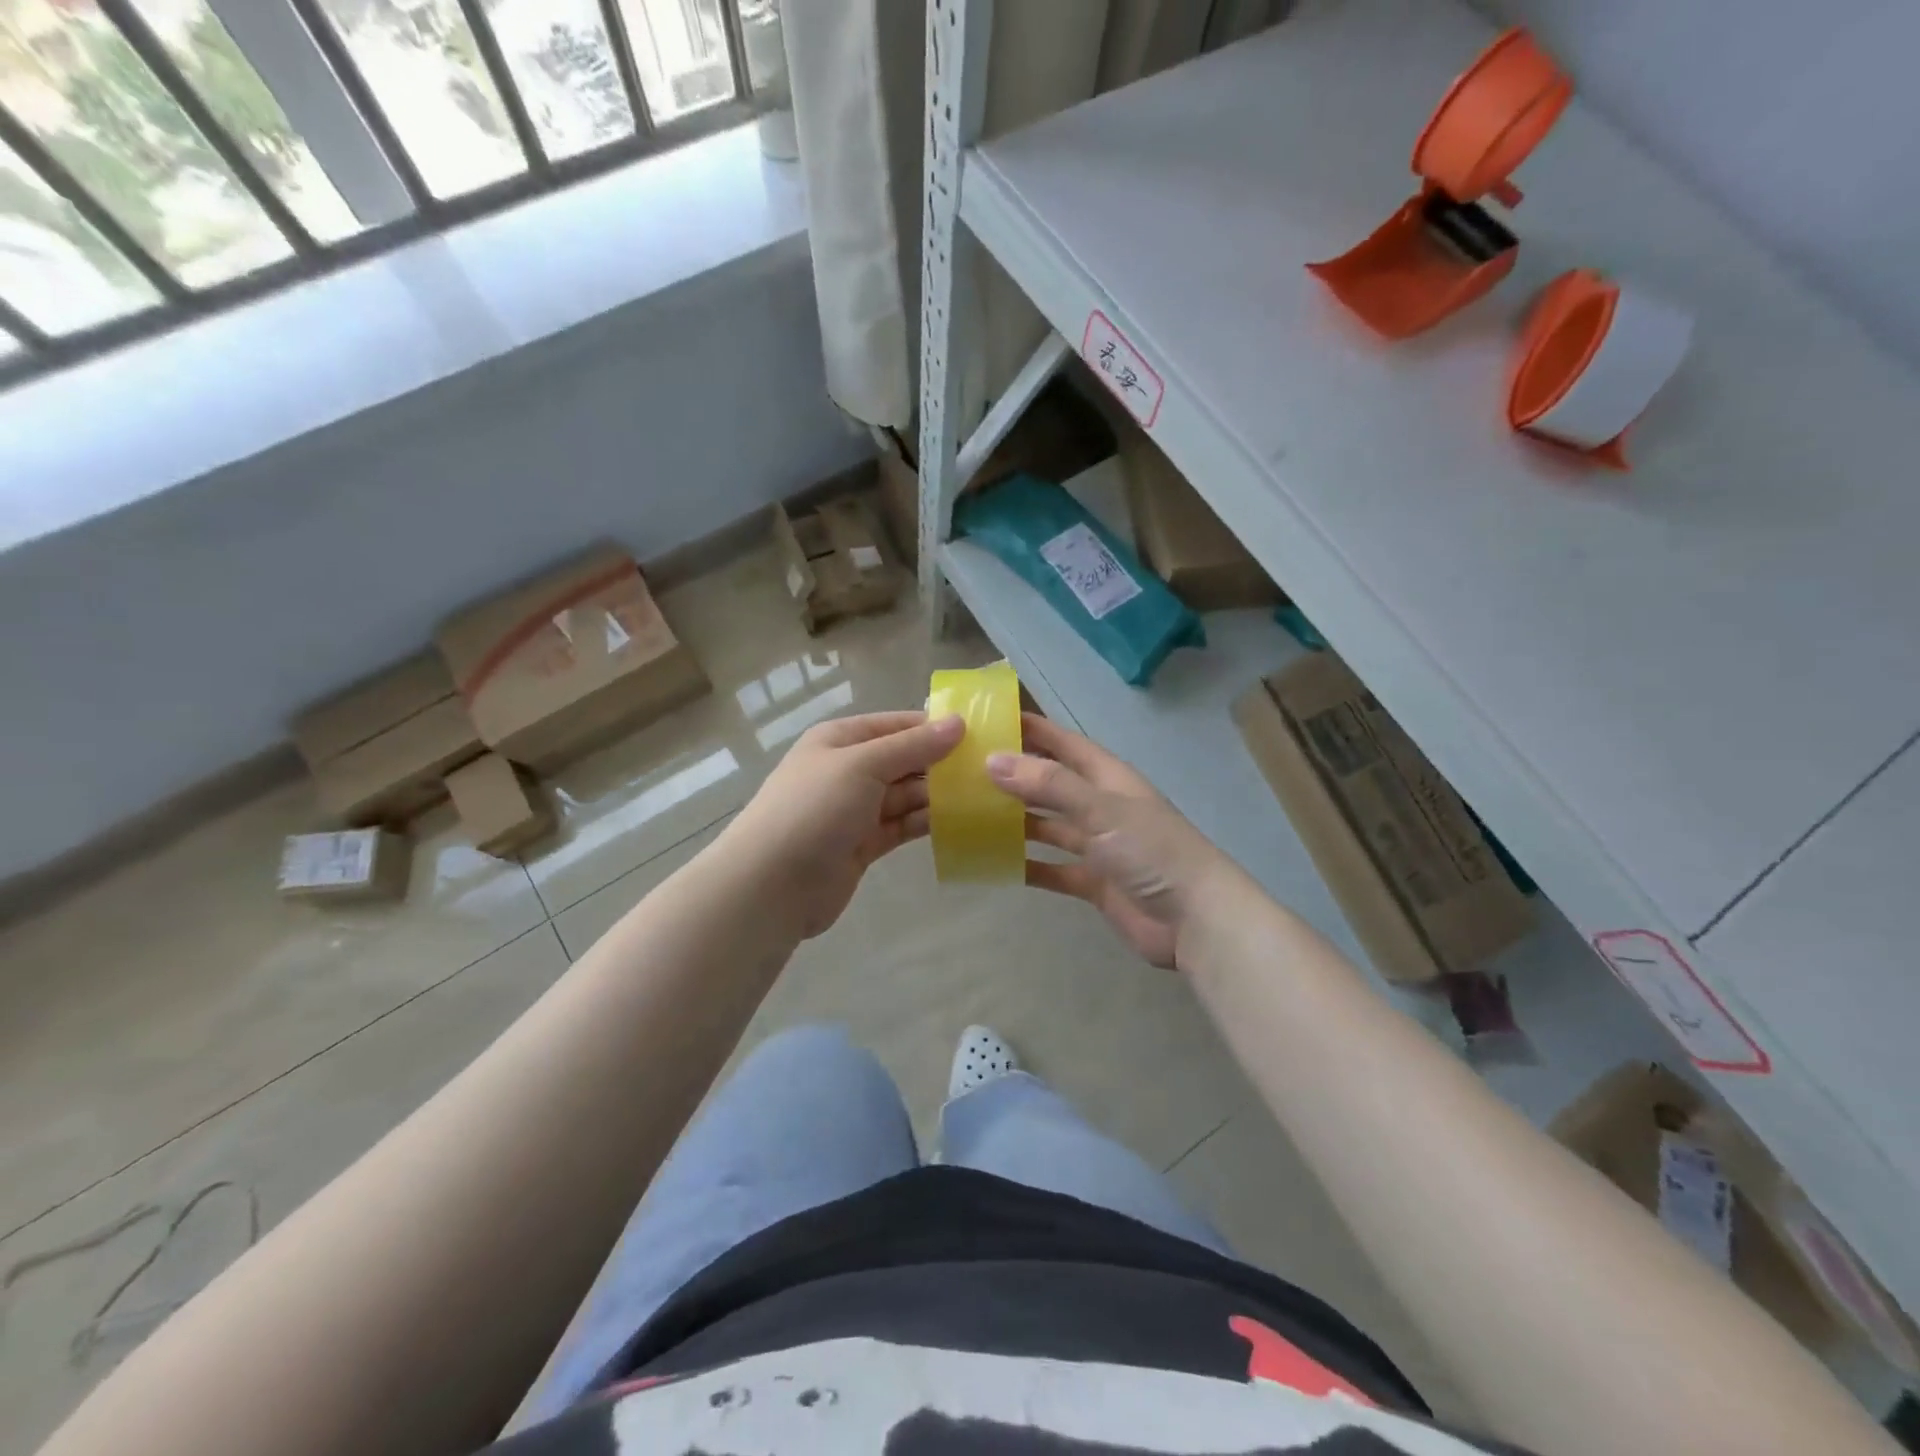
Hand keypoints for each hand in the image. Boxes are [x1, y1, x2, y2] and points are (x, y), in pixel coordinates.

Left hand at [719, 710, 962, 940]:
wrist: (771, 884)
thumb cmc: (814, 809)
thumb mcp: (863, 765)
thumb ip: (912, 746)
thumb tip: (958, 722)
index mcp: (842, 740)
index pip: (897, 725)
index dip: (935, 728)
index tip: (981, 734)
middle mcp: (850, 769)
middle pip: (905, 760)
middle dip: (942, 764)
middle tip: (992, 770)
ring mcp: (856, 809)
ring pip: (907, 795)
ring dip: (940, 795)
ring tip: (986, 796)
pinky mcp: (864, 844)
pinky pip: (903, 825)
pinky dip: (928, 822)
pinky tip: (962, 822)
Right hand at [987, 714, 1243, 969]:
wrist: (1196, 920)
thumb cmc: (1152, 852)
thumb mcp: (1101, 809)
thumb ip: (1049, 785)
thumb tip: (993, 759)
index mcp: (1107, 778)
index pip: (1063, 743)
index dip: (1032, 730)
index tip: (990, 719)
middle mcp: (1100, 806)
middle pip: (1051, 784)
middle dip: (1014, 776)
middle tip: (965, 770)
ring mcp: (1097, 845)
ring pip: (1047, 825)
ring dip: (1015, 820)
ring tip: (969, 814)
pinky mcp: (1093, 882)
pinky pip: (1051, 868)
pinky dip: (1026, 865)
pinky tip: (993, 863)